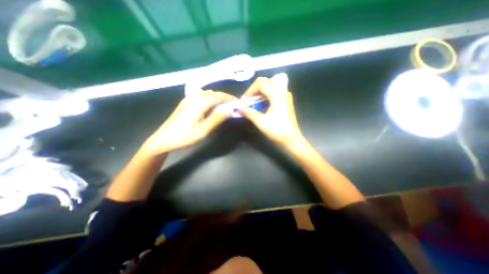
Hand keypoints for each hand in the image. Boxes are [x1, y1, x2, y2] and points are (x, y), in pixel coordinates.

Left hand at [142, 91, 235, 154]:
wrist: (163, 139)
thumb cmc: (184, 137)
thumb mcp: (203, 130)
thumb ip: (217, 118)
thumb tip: (229, 110)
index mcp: (199, 104)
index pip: (218, 96)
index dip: (229, 98)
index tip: (237, 102)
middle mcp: (194, 98)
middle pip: (213, 93)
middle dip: (224, 97)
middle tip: (232, 105)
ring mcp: (188, 99)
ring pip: (206, 93)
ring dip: (216, 97)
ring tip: (223, 106)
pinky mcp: (185, 103)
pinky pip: (200, 95)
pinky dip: (209, 98)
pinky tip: (210, 105)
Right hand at [238, 77, 303, 148]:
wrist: (292, 139)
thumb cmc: (277, 130)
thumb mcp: (261, 122)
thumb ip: (249, 113)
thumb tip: (238, 109)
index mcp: (277, 94)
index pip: (261, 83)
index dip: (250, 90)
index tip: (244, 100)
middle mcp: (283, 92)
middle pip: (266, 82)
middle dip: (254, 89)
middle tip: (248, 100)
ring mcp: (285, 96)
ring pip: (270, 87)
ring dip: (260, 93)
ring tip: (253, 102)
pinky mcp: (286, 102)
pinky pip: (274, 93)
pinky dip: (265, 96)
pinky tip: (261, 105)